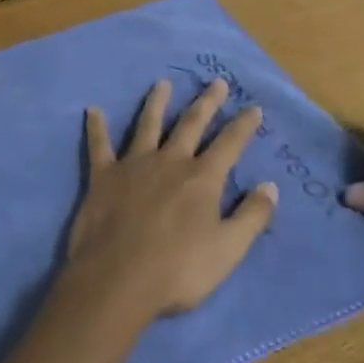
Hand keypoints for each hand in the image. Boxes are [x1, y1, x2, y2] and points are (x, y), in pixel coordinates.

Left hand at [65, 78, 279, 319]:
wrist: (117, 280)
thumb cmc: (178, 270)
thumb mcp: (228, 250)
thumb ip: (252, 216)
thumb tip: (271, 186)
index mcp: (202, 179)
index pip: (230, 144)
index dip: (244, 125)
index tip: (254, 107)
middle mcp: (170, 161)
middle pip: (191, 124)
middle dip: (207, 103)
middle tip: (217, 82)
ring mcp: (134, 165)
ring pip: (148, 125)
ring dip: (156, 103)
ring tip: (162, 83)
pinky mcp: (103, 176)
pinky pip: (99, 145)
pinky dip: (96, 127)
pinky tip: (92, 110)